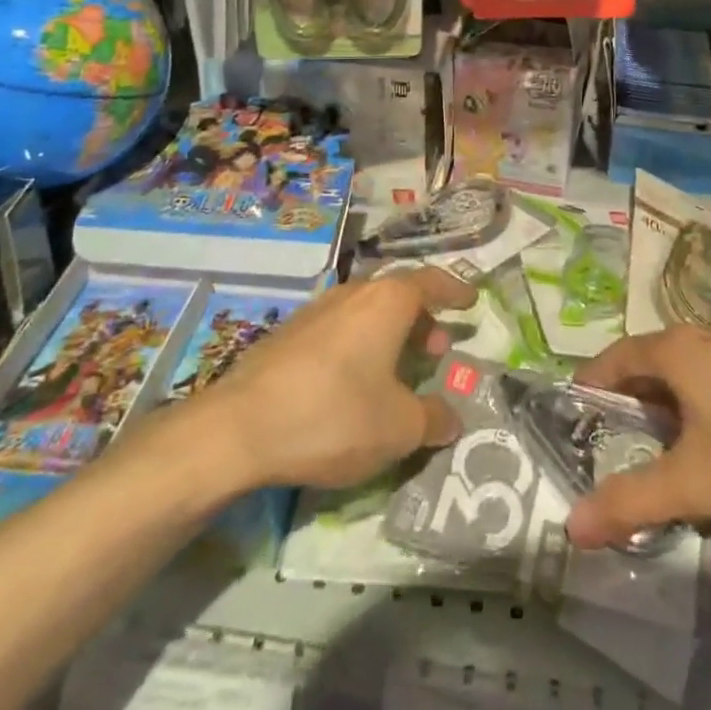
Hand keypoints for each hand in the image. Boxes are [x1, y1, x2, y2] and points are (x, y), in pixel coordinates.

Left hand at [182, 269, 477, 490]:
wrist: (239, 427)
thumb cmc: (334, 415)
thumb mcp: (398, 428)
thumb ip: (433, 419)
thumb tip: (453, 418)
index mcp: (387, 301)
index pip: (431, 281)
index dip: (454, 290)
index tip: (470, 300)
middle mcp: (354, 293)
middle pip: (397, 294)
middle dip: (422, 318)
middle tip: (436, 347)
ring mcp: (317, 309)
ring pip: (366, 310)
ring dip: (389, 333)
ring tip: (398, 367)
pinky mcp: (289, 333)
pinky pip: (339, 327)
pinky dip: (359, 344)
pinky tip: (354, 381)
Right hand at [566, 327, 710, 548]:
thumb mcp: (695, 481)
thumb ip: (632, 500)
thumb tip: (571, 525)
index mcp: (673, 350)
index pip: (611, 360)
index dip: (588, 391)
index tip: (572, 427)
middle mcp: (699, 338)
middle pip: (646, 369)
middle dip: (627, 410)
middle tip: (614, 455)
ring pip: (683, 379)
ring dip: (666, 415)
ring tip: (664, 463)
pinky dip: (699, 415)